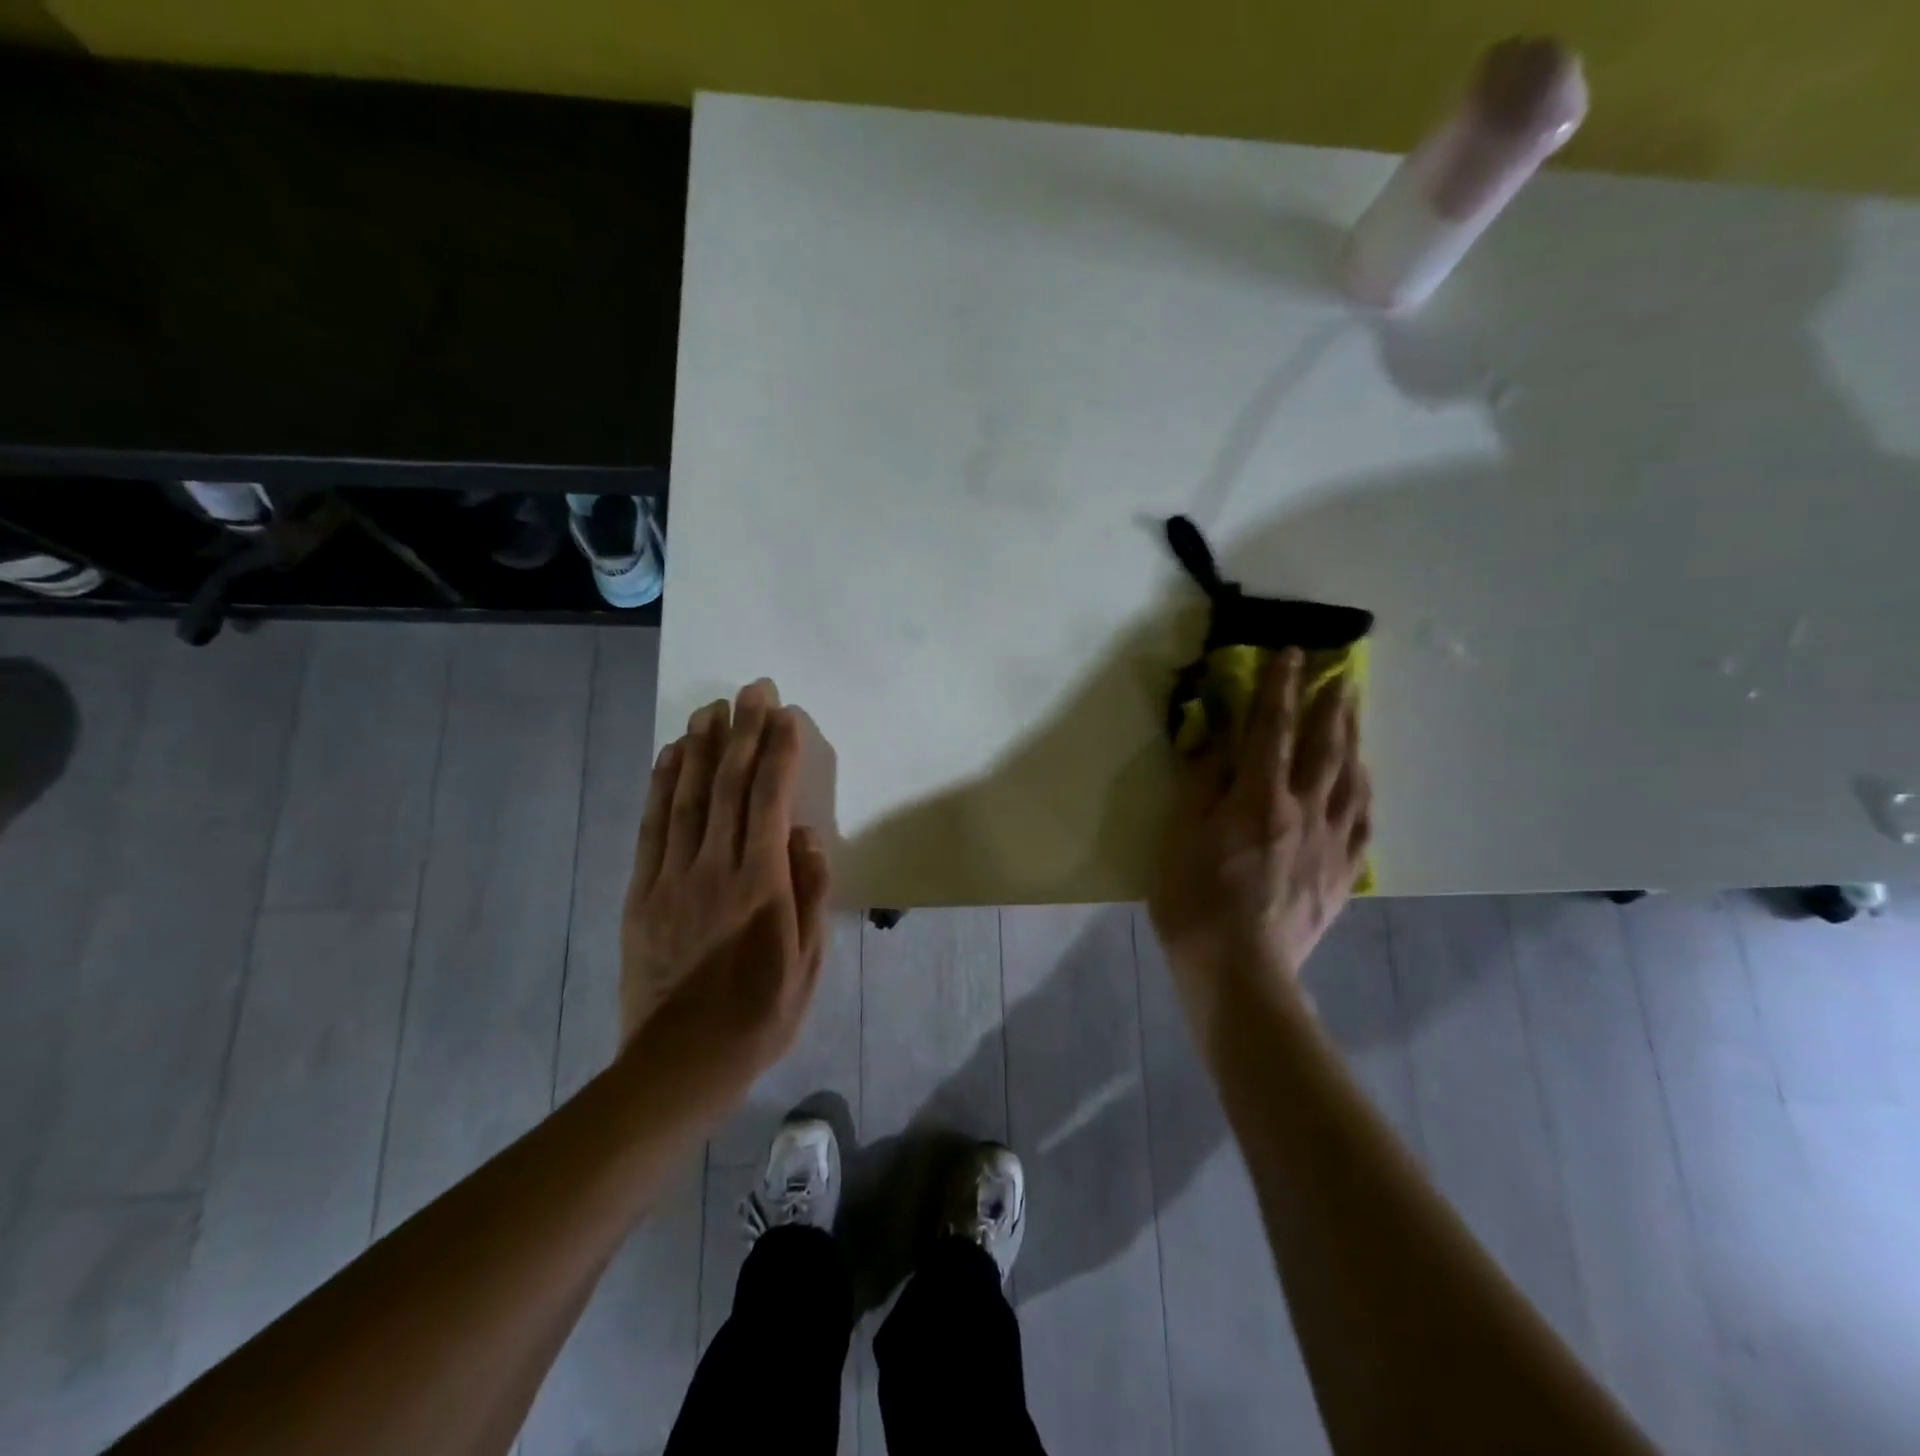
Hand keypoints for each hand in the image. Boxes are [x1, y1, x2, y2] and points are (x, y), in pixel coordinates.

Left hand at [618, 680, 830, 1104]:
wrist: (677, 1065)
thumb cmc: (758, 1016)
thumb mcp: (807, 963)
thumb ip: (810, 894)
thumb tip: (807, 834)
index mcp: (760, 884)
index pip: (771, 799)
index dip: (778, 751)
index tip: (784, 713)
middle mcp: (715, 868)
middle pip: (728, 785)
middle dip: (743, 732)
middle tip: (751, 689)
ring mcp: (672, 877)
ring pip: (686, 797)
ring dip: (700, 747)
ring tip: (711, 707)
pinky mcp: (641, 892)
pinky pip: (651, 827)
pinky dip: (661, 786)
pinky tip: (670, 756)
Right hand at [1148, 648, 1370, 1033]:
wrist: (1238, 970)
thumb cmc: (1194, 900)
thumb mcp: (1178, 836)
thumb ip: (1202, 784)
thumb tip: (1219, 741)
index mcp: (1258, 798)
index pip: (1272, 729)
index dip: (1280, 688)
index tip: (1290, 655)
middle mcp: (1302, 811)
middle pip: (1324, 748)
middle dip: (1331, 705)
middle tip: (1341, 673)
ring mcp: (1328, 844)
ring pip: (1351, 781)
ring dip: (1354, 741)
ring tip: (1356, 716)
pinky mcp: (1341, 875)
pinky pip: (1362, 824)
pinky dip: (1364, 794)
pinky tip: (1364, 783)